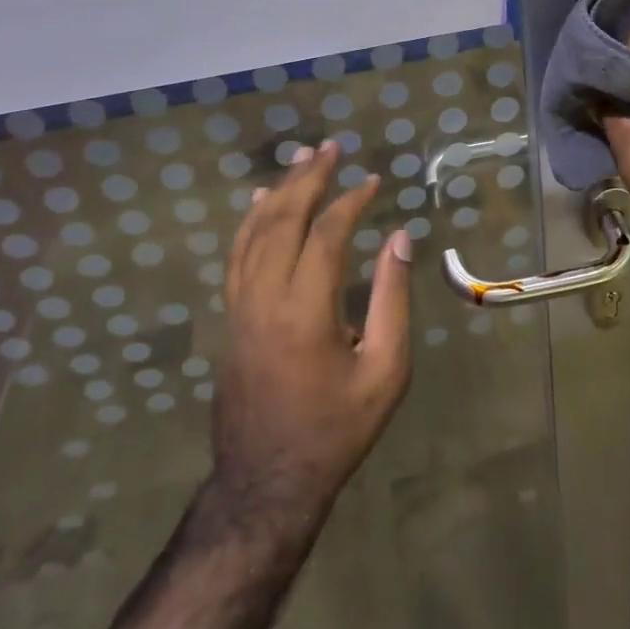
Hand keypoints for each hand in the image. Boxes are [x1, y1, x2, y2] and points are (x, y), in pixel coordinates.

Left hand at [212, 140, 412, 521]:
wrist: (266, 482)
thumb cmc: (337, 429)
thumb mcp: (385, 372)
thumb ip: (393, 300)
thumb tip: (399, 239)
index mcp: (306, 310)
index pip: (327, 233)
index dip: (352, 201)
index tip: (374, 180)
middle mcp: (265, 297)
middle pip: (282, 219)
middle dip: (308, 178)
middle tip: (330, 147)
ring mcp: (240, 306)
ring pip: (254, 231)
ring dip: (278, 190)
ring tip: (300, 159)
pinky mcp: (230, 316)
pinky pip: (236, 254)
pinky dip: (250, 220)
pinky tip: (259, 201)